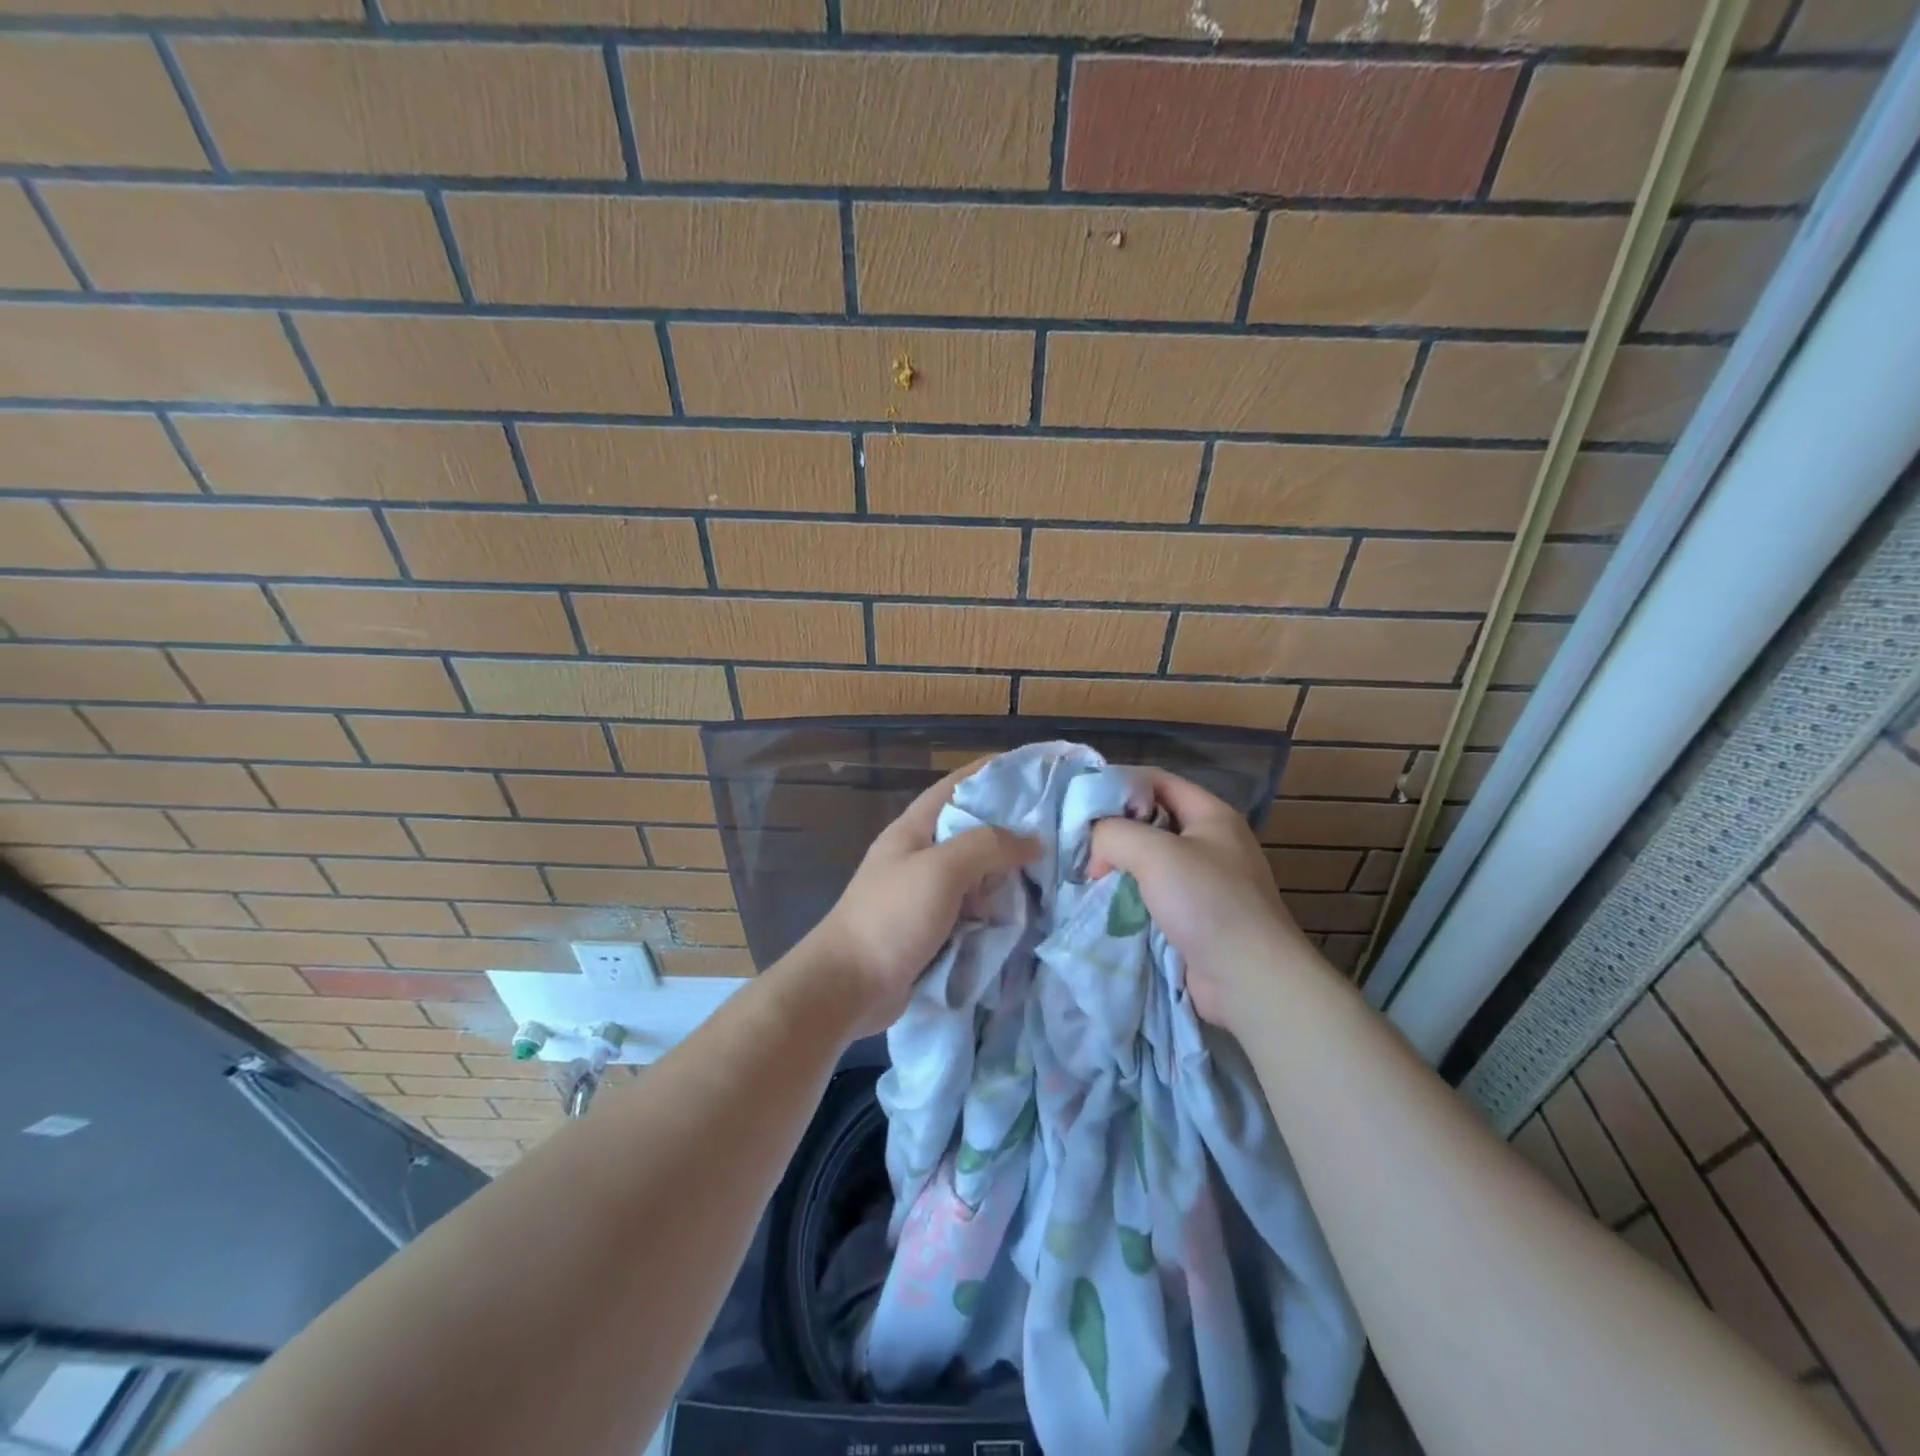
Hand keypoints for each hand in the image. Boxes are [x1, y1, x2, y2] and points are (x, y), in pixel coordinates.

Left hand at [792, 762, 1037, 1038]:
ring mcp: (925, 894)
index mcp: (914, 829)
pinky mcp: (933, 929)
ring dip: (1006, 875)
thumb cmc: (891, 917)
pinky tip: (1026, 912)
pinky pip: (973, 910)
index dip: (991, 773)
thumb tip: (1032, 839)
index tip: (1033, 770)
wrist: (848, 986)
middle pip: (972, 831)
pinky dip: (996, 910)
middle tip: (1057, 830)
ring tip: (1052, 872)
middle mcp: (920, 855)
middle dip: (1010, 830)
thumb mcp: (941, 870)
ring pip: (976, 874)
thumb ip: (987, 846)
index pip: (956, 786)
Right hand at [1088, 769, 1326, 1029]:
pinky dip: (1128, 897)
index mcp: (1211, 815)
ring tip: (1084, 875)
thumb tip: (1094, 845)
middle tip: (1077, 845)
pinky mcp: (1195, 917)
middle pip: (1151, 821)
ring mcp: (1204, 882)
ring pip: (1149, 861)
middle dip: (1113, 830)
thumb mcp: (1155, 853)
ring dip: (1118, 867)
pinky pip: (1153, 895)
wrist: (1250, 980)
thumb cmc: (1208, 903)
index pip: (1157, 781)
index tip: (1080, 804)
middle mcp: (1210, 843)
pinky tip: (1102, 904)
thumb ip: (1114, 833)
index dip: (1119, 785)